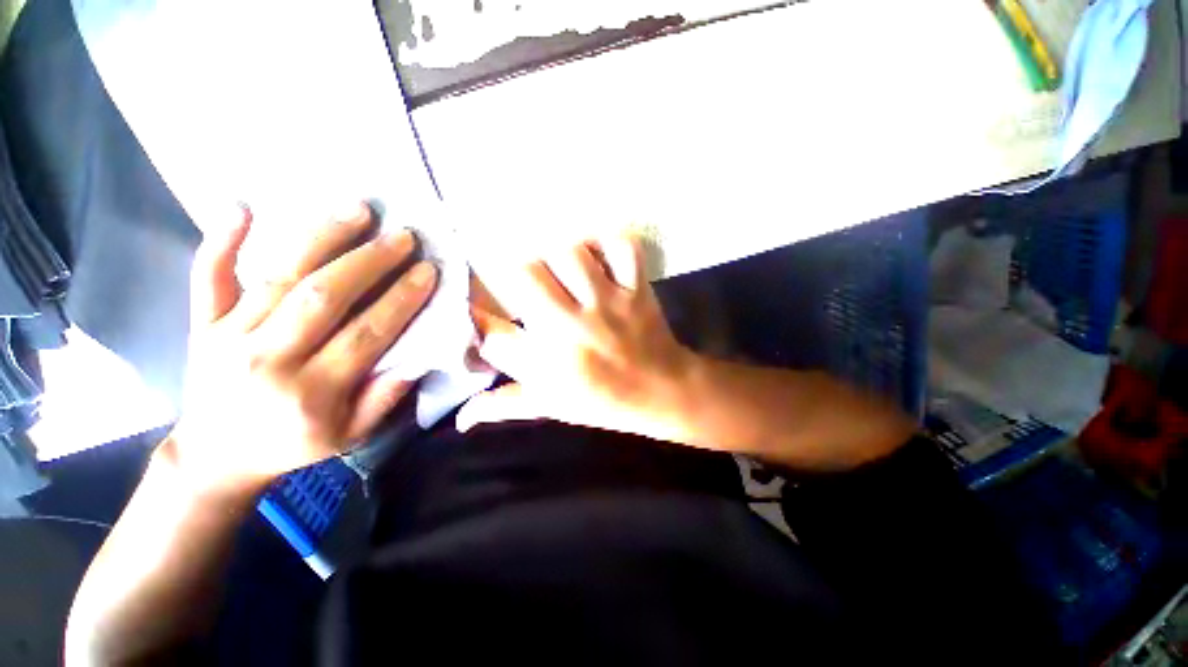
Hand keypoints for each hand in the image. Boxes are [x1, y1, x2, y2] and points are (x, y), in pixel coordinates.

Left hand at [162, 204, 437, 496]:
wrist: (214, 456)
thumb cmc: (291, 445)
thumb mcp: (350, 436)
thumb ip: (384, 398)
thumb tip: (416, 357)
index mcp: (311, 393)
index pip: (366, 334)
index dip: (401, 299)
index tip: (427, 271)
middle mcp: (268, 359)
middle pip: (324, 297)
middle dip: (371, 261)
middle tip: (403, 236)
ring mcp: (229, 337)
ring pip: (279, 277)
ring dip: (322, 239)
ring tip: (358, 210)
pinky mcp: (204, 324)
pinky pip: (207, 278)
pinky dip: (221, 241)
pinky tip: (240, 207)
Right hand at [456, 236, 696, 443]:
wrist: (663, 392)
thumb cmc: (604, 401)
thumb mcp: (551, 407)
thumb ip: (505, 405)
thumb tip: (460, 417)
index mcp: (549, 364)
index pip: (491, 333)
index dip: (472, 314)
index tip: (472, 306)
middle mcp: (573, 328)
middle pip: (524, 273)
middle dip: (516, 274)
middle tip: (527, 284)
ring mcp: (609, 303)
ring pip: (569, 252)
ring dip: (557, 256)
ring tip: (561, 270)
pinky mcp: (637, 288)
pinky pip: (620, 247)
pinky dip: (606, 243)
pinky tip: (597, 256)